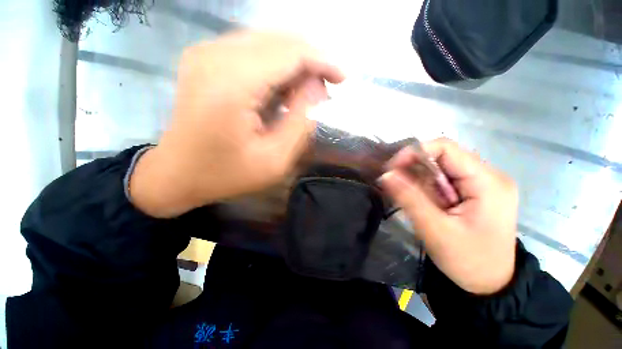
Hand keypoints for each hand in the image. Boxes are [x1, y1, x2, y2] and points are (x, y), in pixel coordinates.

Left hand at [129, 31, 344, 217]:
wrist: (176, 174)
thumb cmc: (227, 174)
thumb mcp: (275, 159)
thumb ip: (301, 121)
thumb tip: (317, 88)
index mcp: (232, 85)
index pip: (290, 53)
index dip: (323, 61)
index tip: (343, 78)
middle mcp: (215, 56)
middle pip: (279, 40)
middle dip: (311, 62)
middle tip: (324, 91)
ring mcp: (205, 53)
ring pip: (267, 41)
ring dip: (294, 64)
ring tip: (305, 95)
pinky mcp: (204, 58)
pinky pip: (251, 49)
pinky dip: (275, 65)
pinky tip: (282, 90)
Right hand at [381, 138, 517, 294]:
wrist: (491, 285)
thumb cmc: (469, 261)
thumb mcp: (436, 230)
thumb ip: (410, 199)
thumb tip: (386, 175)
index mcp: (487, 182)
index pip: (445, 148)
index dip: (413, 153)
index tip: (392, 169)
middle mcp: (488, 176)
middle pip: (442, 156)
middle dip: (414, 168)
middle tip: (395, 185)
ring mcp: (482, 183)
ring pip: (440, 168)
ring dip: (419, 179)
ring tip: (409, 198)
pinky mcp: (474, 192)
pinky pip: (443, 179)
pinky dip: (426, 186)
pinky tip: (421, 201)